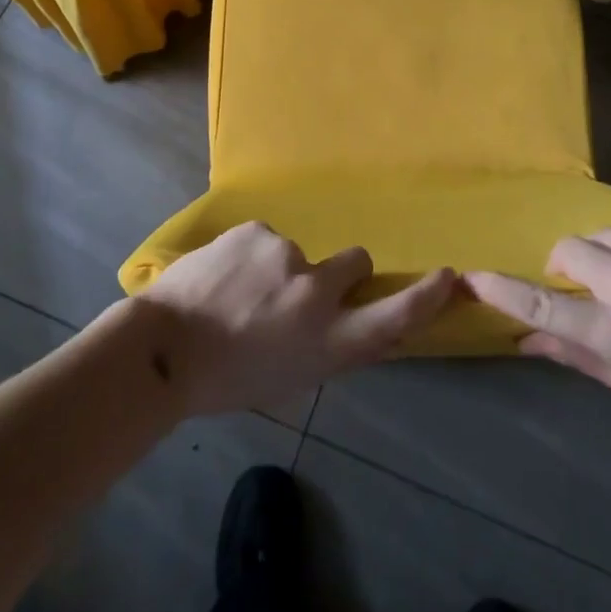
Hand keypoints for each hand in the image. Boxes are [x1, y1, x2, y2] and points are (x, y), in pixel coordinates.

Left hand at [137, 221, 456, 416]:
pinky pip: (265, 241)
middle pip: (357, 263)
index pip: (394, 317)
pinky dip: (251, 256)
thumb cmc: (226, 379)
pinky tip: (222, 276)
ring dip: (280, 269)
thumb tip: (345, 321)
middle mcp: (317, 292)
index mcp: (327, 341)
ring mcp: (286, 255)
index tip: (448, 277)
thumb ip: (325, 346)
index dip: (426, 297)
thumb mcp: (290, 378)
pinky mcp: (256, 231)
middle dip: (344, 271)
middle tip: (304, 289)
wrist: (163, 347)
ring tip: (238, 294)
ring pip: (298, 253)